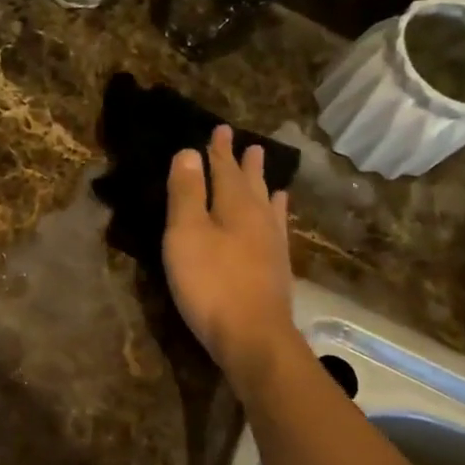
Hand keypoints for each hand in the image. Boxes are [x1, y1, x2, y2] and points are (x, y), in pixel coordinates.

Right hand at [163, 125, 295, 385]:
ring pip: (266, 202)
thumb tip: (188, 152)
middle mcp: (258, 217)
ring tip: (263, 166)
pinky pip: (277, 226)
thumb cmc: (210, 283)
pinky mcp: (276, 267)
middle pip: (249, 182)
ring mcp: (272, 243)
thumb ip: (186, 193)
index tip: (219, 129)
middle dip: (242, 162)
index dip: (218, 150)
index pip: (224, 169)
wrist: (252, 335)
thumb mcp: (186, 234)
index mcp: (234, 205)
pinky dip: (276, 212)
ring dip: (262, 182)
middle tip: (246, 142)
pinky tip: (278, 212)